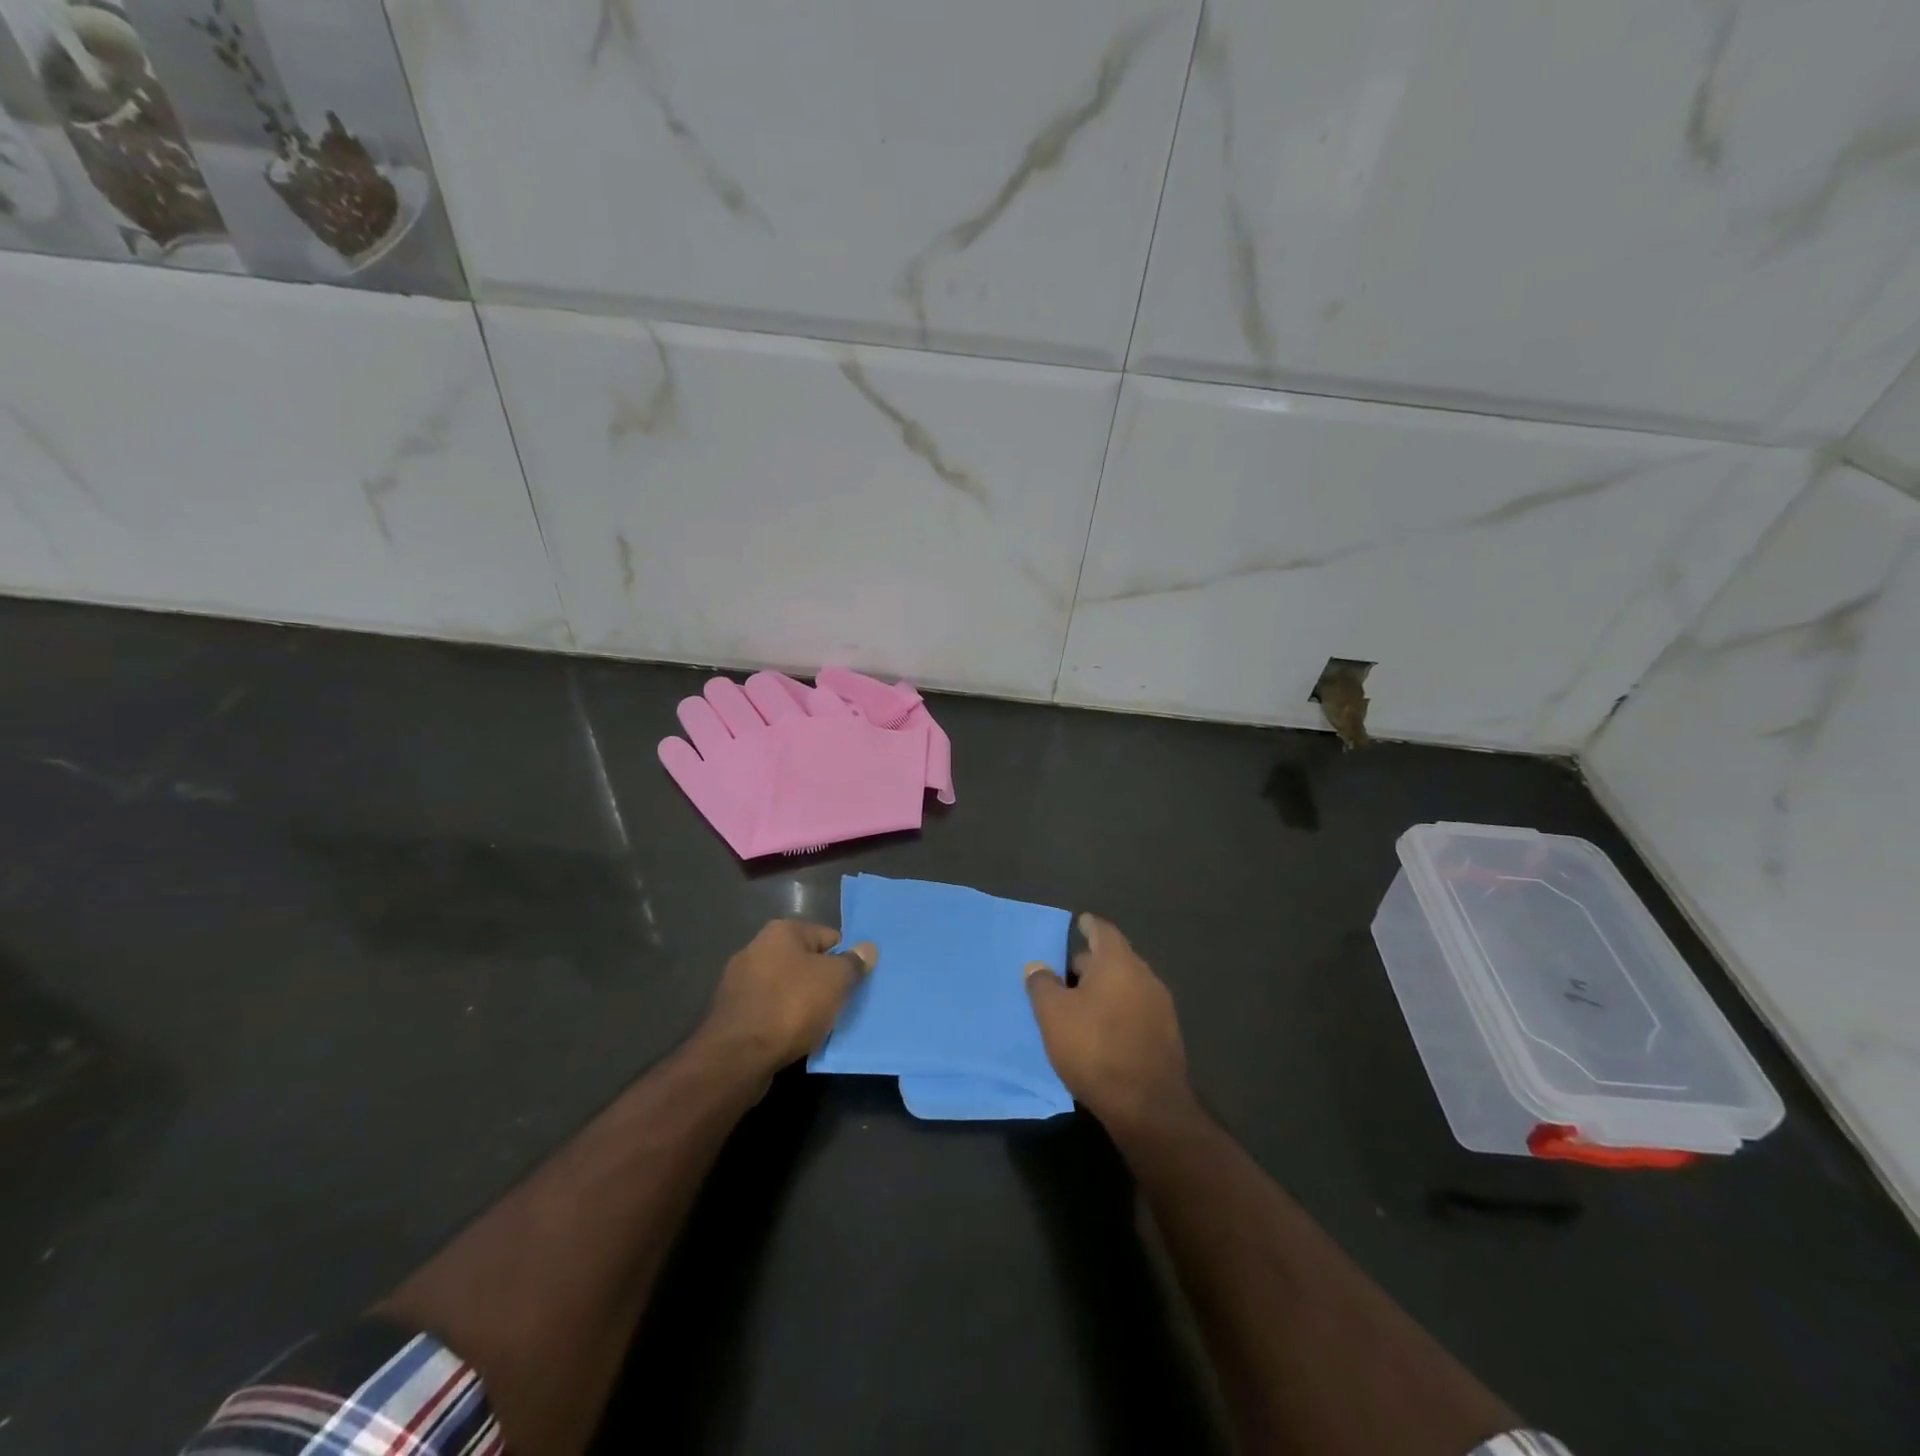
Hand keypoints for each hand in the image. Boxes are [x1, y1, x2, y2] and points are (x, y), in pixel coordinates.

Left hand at [700, 920, 875, 1074]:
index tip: (854, 983)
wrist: (737, 1056)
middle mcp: (756, 947)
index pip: (829, 937)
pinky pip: (768, 1009)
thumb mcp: (835, 981)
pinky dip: (781, 1019)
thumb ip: (854, 962)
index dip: (845, 959)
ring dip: (801, 1001)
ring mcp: (739, 980)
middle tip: (839, 1004)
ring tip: (818, 1024)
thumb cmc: (791, 1006)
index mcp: (782, 931)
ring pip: (785, 986)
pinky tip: (792, 1036)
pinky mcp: (731, 1011)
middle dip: (822, 981)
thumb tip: (867, 948)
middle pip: (805, 961)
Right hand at [1025, 914, 1190, 1127]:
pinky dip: (1117, 1011)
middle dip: (1090, 963)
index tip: (1079, 922)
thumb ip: (1042, 984)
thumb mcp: (1053, 1015)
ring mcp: (1160, 1007)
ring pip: (1126, 986)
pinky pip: (1136, 1010)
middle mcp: (1144, 976)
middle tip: (1065, 975)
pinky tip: (1101, 1031)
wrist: (1148, 1107)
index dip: (1089, 925)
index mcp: (1118, 962)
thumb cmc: (1095, 1048)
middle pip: (1114, 959)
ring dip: (1104, 990)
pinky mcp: (1166, 1036)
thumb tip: (1037, 966)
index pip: (1103, 931)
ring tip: (1079, 1006)